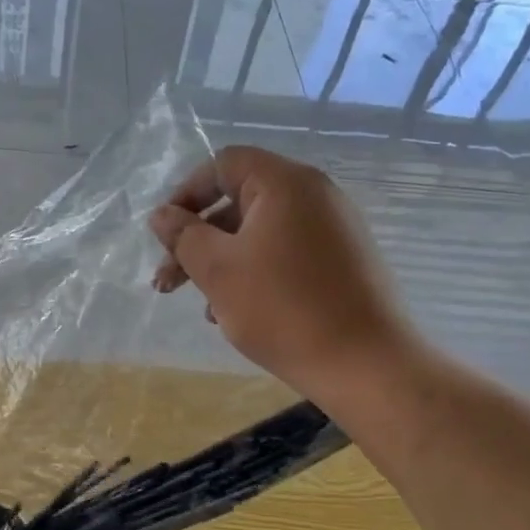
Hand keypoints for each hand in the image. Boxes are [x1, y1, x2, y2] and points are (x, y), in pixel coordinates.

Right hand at [148, 147, 413, 402]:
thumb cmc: (283, 309)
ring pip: (260, 234)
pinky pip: (287, 254)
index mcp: (285, 184)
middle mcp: (315, 195)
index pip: (222, 164)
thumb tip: (162, 215)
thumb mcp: (218, 271)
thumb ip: (183, 236)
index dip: (185, 195)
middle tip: (167, 283)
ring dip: (223, 264)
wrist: (367, 365)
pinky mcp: (344, 262)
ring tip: (204, 309)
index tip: (165, 236)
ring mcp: (335, 229)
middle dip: (197, 241)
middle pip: (239, 202)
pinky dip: (256, 274)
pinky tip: (239, 314)